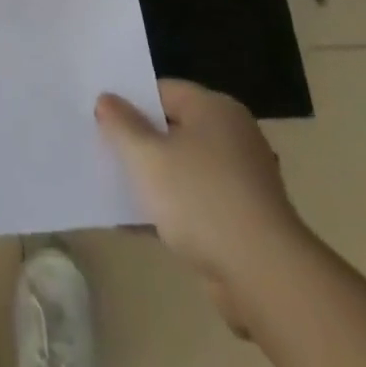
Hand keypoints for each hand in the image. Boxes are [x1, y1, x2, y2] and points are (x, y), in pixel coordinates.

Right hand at [96, 80, 307, 327]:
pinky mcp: (243, 219)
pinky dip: (172, 209)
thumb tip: (106, 99)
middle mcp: (232, 135)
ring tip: (115, 188)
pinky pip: (197, 202)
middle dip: (140, 142)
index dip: (130, 102)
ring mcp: (242, 179)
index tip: (101, 118)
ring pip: (184, 168)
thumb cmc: (201, 199)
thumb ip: (121, 125)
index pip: (163, 90)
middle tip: (103, 150)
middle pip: (173, 128)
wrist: (264, 276)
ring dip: (153, 179)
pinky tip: (139, 225)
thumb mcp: (147, 156)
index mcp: (214, 108)